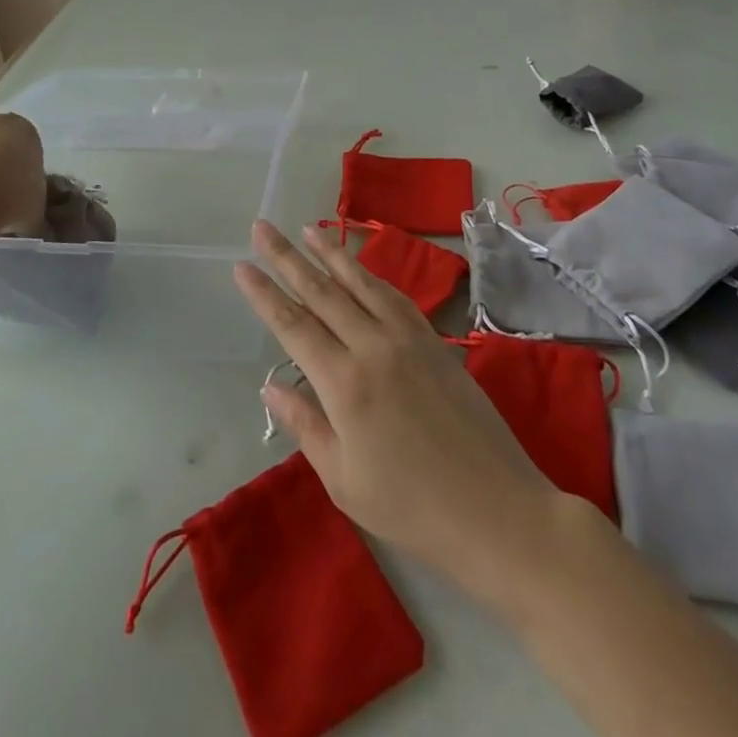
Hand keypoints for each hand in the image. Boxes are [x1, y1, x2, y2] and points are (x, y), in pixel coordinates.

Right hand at [233, 221, 561, 594]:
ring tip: (307, 229)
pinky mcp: (434, 340)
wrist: (495, 509)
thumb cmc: (411, 508)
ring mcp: (408, 338)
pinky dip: (370, 274)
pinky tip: (359, 267)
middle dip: (288, 257)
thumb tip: (271, 385)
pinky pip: (394, 295)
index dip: (264, 294)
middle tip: (262, 227)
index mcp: (345, 385)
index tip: (242, 266)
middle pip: (322, 292)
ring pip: (361, 282)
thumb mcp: (344, 479)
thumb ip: (306, 425)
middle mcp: (374, 347)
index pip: (294, 326)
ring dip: (330, 253)